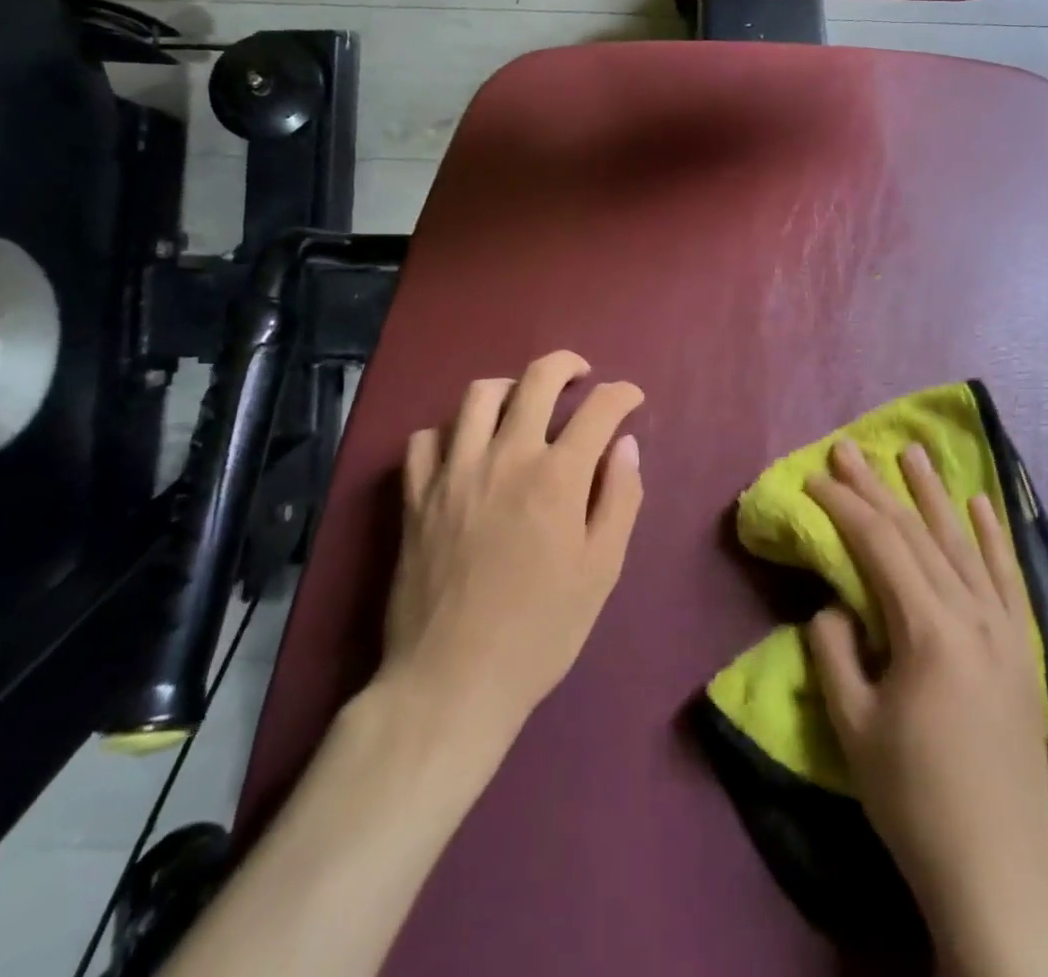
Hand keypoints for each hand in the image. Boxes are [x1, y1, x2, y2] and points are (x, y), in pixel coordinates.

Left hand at [380, 350, 644, 739]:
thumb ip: (620, 499)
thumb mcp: (601, 570)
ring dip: (510, 387)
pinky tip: (466, 447)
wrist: (452, 681)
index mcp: (557, 477)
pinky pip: (426, 437)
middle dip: (568, 366)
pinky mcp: (415, 495)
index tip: (632, 398)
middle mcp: (505, 457)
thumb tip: (626, 445)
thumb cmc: (541, 631)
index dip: (622, 394)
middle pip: (537, 379)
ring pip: (478, 395)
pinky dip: (451, 430)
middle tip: (582, 377)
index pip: (598, 409)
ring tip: (524, 403)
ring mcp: (454, 472)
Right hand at [806, 441, 1047, 974]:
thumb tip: (836, 605)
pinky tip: (982, 503)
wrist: (996, 869)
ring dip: (935, 494)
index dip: (844, 505)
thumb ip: (834, 649)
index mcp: (928, 630)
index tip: (814, 478)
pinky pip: (1008, 576)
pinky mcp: (1023, 649)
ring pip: (963, 543)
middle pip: (917, 533)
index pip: (879, 544)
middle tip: (850, 448)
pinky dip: (993, 536)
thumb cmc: (913, 798)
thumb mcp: (852, 725)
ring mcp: (1005, 629)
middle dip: (878, 487)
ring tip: (915, 453)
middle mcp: (972, 614)